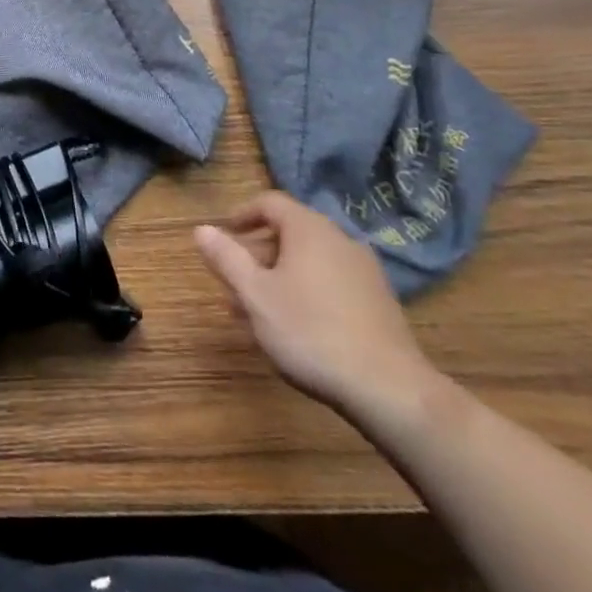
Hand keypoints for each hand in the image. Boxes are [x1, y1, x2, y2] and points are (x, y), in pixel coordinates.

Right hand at [194, 192, 436, 421]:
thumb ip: (226, 258)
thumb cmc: (310, 332)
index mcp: (309, 229)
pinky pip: (331, 281)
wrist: (389, 389)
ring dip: (280, 276)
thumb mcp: (255, 295)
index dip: (242, 214)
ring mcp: (365, 271)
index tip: (223, 235)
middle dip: (258, 253)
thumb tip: (201, 229)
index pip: (270, 202)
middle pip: (290, 231)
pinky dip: (307, 291)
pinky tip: (297, 327)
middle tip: (235, 281)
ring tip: (259, 311)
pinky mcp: (379, 301)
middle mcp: (340, 239)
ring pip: (310, 260)